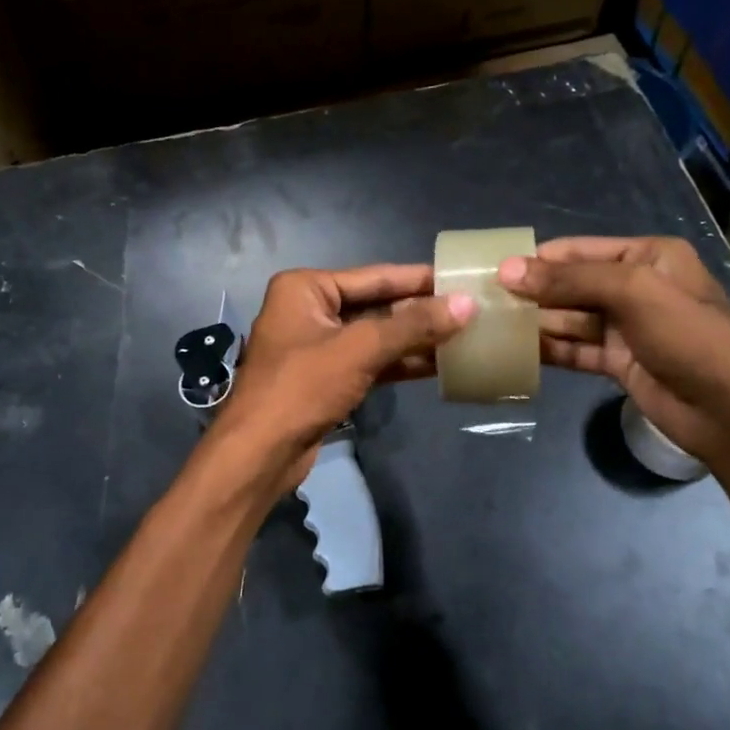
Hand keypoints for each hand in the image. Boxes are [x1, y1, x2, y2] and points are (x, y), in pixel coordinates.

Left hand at [211, 265, 474, 486]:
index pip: (374, 276)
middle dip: (419, 312)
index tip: (460, 277)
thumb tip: (467, 304)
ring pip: (374, 337)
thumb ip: (413, 325)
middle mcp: (309, 310)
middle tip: (469, 309)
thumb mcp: (360, 349)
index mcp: (306, 288)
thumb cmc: (302, 387)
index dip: (419, 279)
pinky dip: (398, 364)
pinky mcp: (325, 379)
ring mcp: (316, 346)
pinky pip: (369, 362)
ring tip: (463, 337)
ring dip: (414, 340)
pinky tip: (437, 365)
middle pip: (375, 305)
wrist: (260, 453)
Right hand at [498, 236, 729, 460]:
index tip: (492, 269)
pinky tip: (515, 352)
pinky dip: (549, 350)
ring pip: (569, 318)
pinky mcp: (618, 361)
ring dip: (535, 322)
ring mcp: (626, 327)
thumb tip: (507, 270)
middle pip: (571, 284)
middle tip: (483, 301)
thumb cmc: (689, 336)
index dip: (537, 259)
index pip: (579, 251)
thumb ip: (569, 279)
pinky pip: (575, 349)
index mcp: (647, 257)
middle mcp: (634, 287)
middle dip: (532, 292)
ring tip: (491, 326)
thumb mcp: (633, 292)